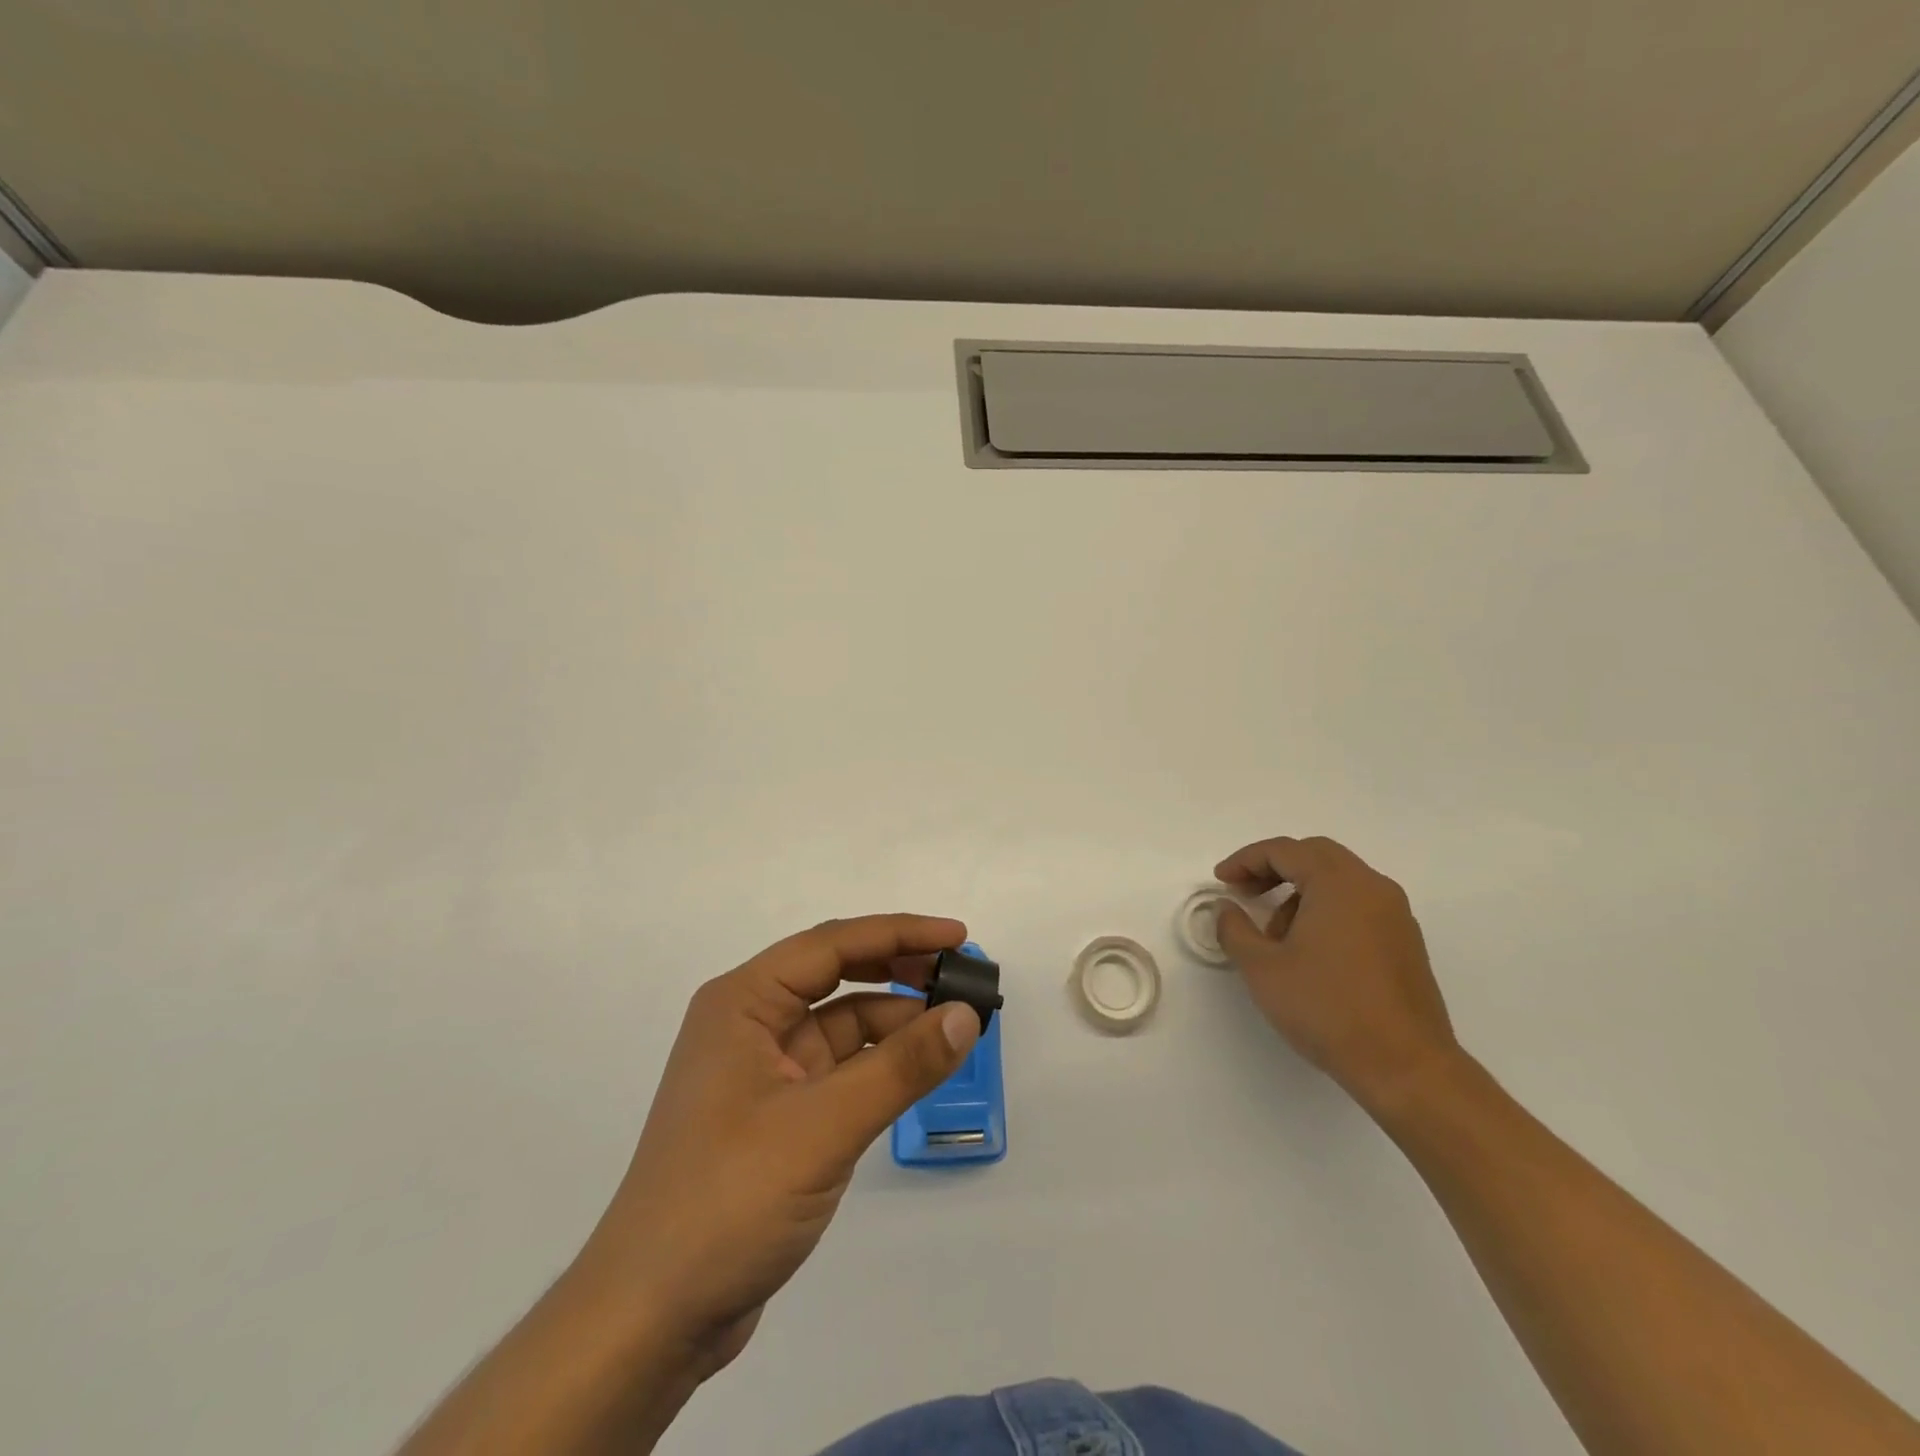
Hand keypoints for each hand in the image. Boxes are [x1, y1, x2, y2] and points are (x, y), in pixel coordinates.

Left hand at [579, 914, 981, 1375]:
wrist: (651, 1318)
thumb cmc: (729, 1199)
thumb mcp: (824, 1126)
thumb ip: (900, 1067)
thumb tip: (967, 1015)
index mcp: (743, 1002)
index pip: (832, 945)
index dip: (899, 933)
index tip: (957, 936)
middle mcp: (749, 1023)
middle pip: (835, 975)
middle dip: (898, 969)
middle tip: (959, 975)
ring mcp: (760, 1070)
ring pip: (839, 1023)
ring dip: (893, 1020)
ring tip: (953, 1026)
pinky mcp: (774, 1113)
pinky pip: (837, 1067)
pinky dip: (878, 1063)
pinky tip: (916, 1070)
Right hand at [1214, 835, 1458, 1111]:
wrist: (1406, 1067)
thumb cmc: (1327, 1009)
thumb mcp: (1263, 968)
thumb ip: (1235, 930)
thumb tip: (1226, 909)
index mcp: (1338, 883)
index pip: (1284, 850)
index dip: (1246, 860)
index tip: (1221, 881)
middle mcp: (1372, 887)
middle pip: (1315, 855)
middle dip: (1274, 868)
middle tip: (1245, 891)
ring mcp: (1395, 915)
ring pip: (1339, 880)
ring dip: (1300, 891)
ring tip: (1275, 935)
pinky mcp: (1405, 942)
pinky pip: (1358, 904)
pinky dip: (1326, 909)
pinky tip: (1309, 950)